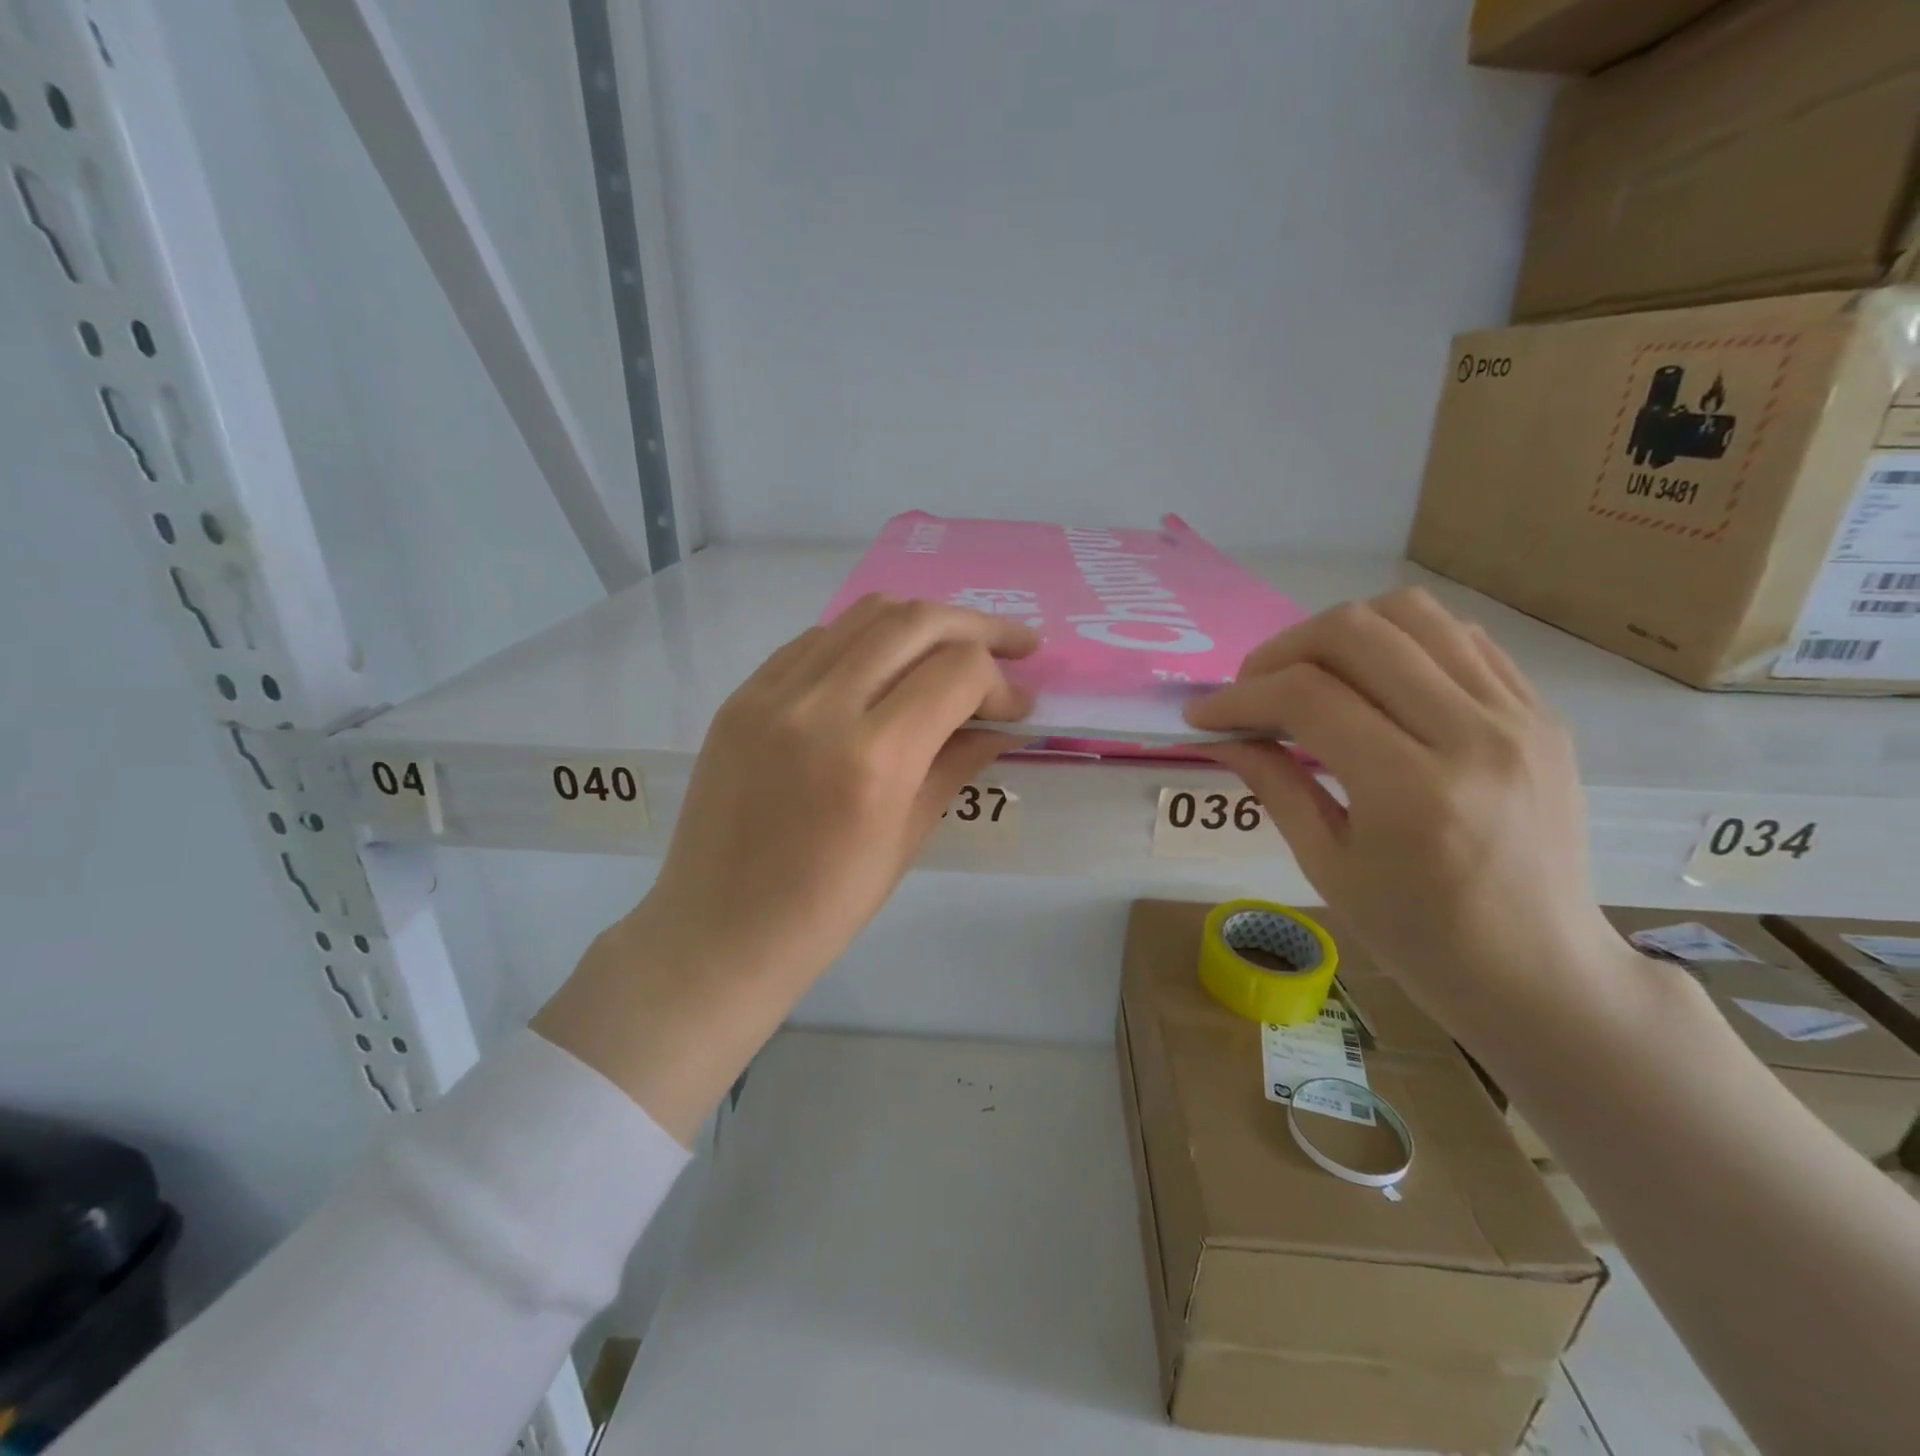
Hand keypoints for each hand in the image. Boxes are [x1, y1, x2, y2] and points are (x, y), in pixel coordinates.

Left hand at [536, 596, 1035, 1140]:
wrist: (718, 930)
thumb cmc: (825, 908)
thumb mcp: (908, 838)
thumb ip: (958, 763)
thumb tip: (1006, 723)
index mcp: (872, 759)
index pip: (957, 672)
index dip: (1001, 683)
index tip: (1017, 708)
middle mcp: (820, 708)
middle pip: (915, 622)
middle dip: (978, 627)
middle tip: (1015, 646)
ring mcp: (772, 693)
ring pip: (864, 615)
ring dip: (923, 622)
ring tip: (955, 645)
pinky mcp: (742, 694)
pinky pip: (817, 640)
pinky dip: (865, 640)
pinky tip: (885, 666)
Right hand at [1185, 586, 1627, 1035]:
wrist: (1541, 970)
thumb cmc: (1419, 936)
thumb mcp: (1326, 867)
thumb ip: (1273, 784)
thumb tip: (1221, 735)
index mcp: (1413, 792)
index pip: (1308, 697)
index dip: (1240, 696)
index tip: (1203, 715)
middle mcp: (1473, 737)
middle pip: (1357, 633)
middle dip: (1281, 651)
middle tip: (1251, 690)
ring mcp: (1518, 717)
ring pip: (1411, 613)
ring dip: (1338, 633)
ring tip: (1307, 675)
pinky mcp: (1540, 712)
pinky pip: (1459, 637)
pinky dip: (1398, 643)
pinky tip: (1371, 682)